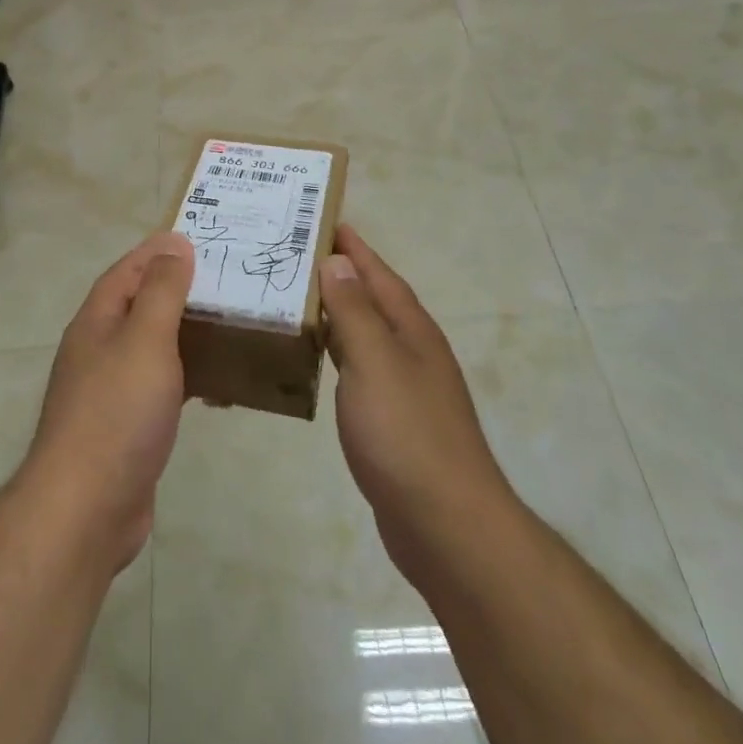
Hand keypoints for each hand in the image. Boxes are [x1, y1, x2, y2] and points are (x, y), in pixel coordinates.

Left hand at [20, 232, 194, 573]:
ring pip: (154, 349)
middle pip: (140, 307)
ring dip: (187, 336)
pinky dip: (190, 379)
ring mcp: (111, 391)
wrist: (86, 508)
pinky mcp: (127, 428)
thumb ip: (161, 290)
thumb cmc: (117, 411)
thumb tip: (173, 244)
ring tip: (230, 328)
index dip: (158, 252)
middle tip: (226, 282)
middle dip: (179, 292)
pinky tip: (218, 389)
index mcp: (97, 322)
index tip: (197, 238)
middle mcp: (99, 350)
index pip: (127, 271)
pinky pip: (163, 388)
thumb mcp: (145, 339)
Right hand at [320, 225, 510, 591]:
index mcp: (412, 330)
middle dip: (342, 275)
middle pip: (374, 301)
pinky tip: (317, 362)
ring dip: (337, 315)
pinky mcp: (394, 422)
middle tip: (296, 257)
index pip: (379, 274)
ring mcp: (406, 388)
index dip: (354, 247)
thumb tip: (338, 259)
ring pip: (366, 336)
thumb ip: (355, 310)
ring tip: (298, 300)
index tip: (325, 220)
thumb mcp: (374, 361)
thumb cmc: (406, 433)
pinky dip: (338, 355)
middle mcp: (413, 352)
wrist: (445, 523)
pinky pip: (360, 370)